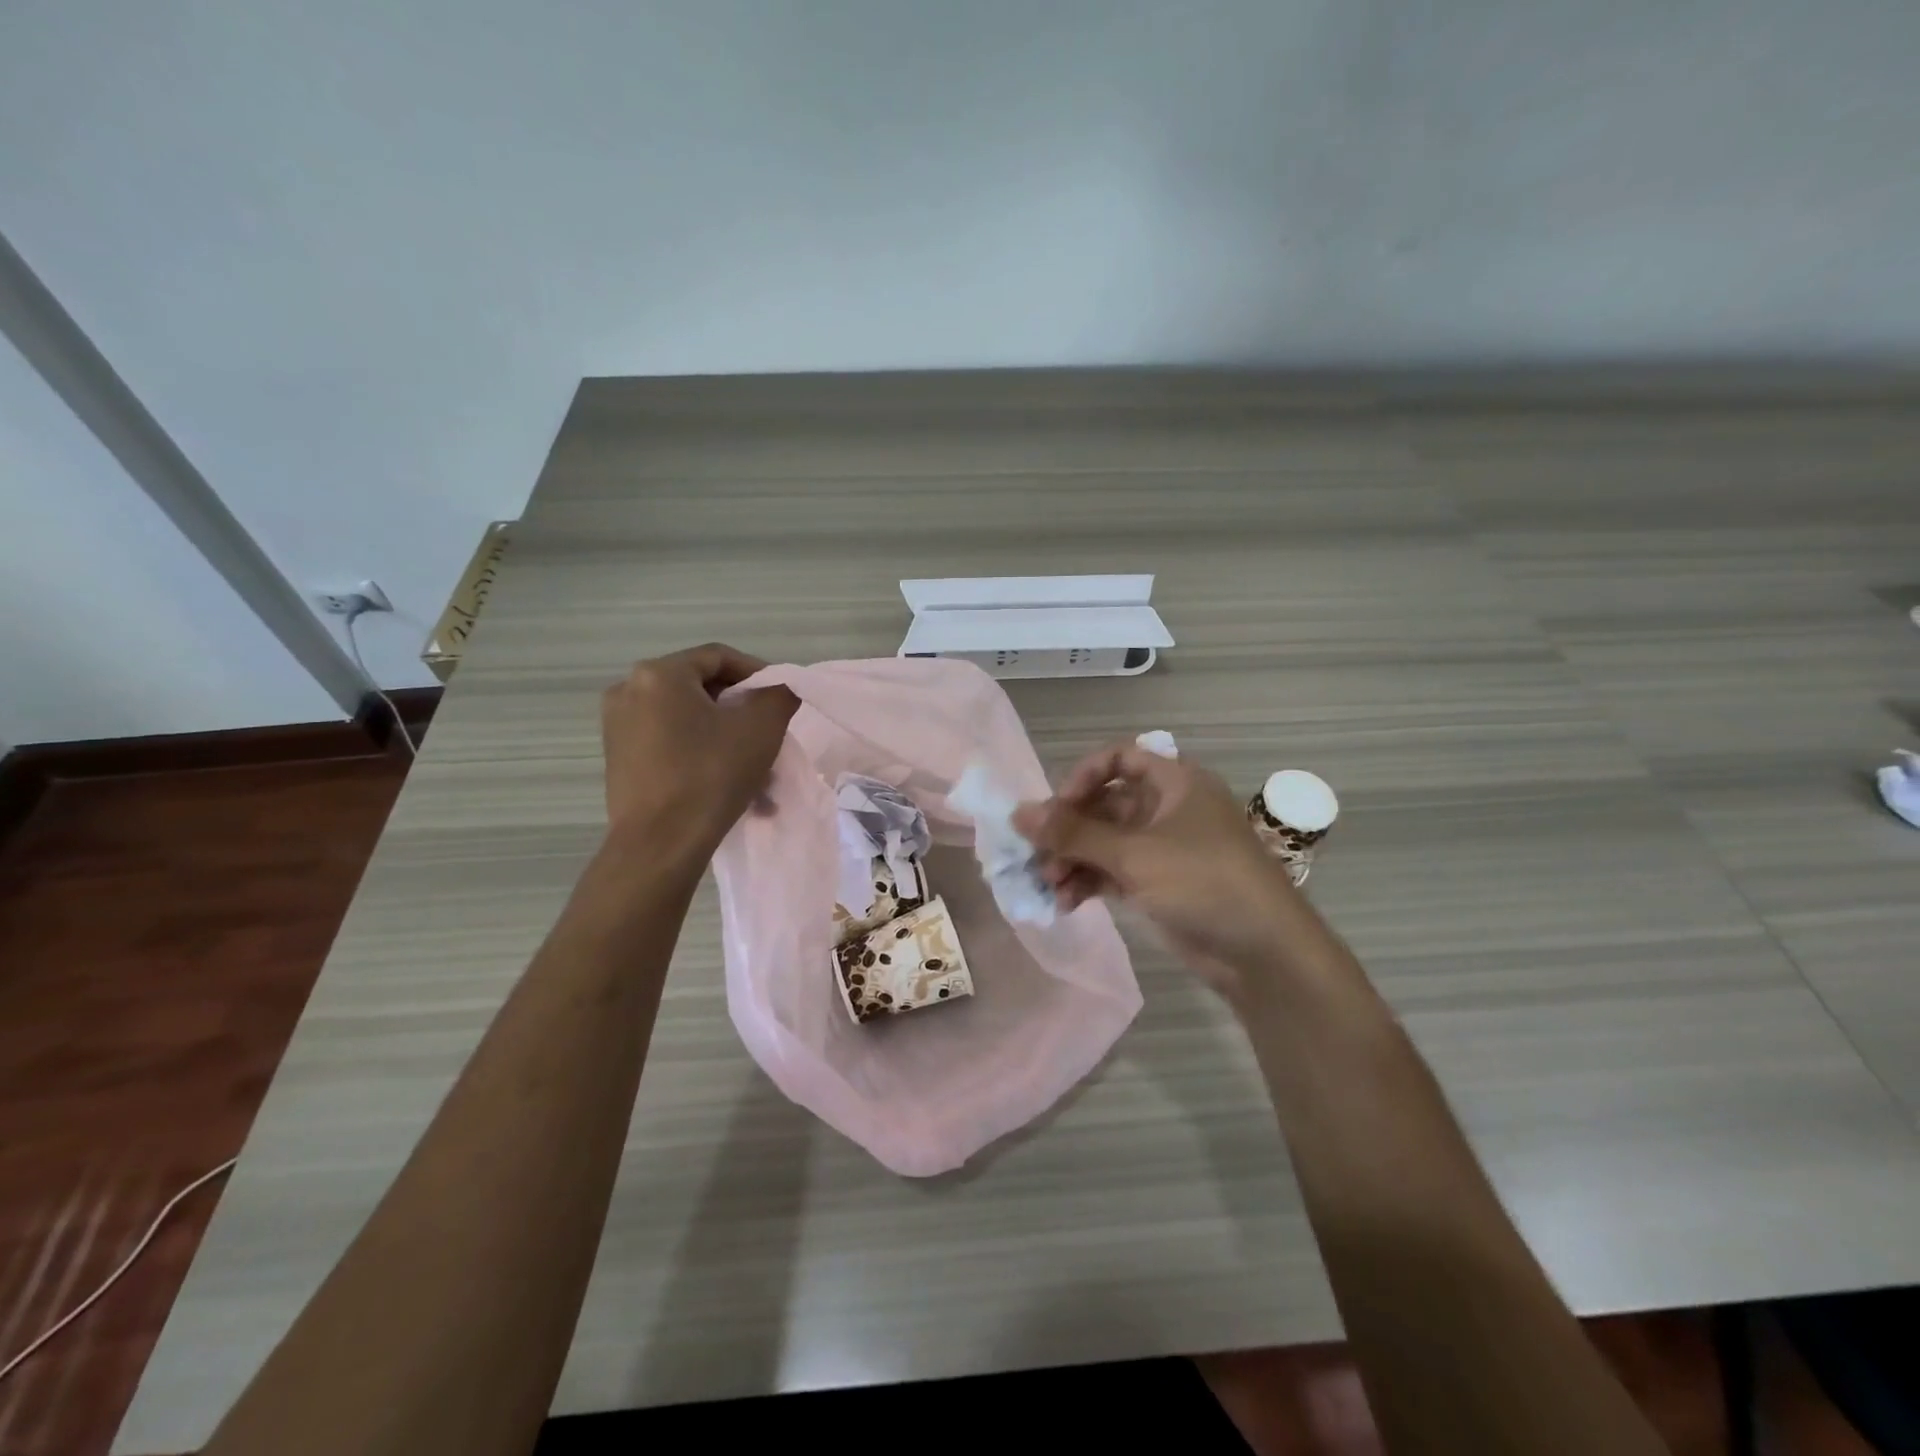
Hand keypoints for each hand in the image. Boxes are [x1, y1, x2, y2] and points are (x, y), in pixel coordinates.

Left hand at [601, 644, 798, 853]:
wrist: (659, 845)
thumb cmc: (711, 775)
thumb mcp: (761, 728)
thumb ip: (778, 695)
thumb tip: (779, 689)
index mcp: (659, 674)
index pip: (718, 657)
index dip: (757, 672)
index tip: (780, 698)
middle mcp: (629, 691)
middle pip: (701, 689)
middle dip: (741, 712)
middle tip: (770, 734)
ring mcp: (618, 727)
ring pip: (688, 721)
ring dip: (725, 738)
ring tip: (756, 771)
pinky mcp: (619, 759)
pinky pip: (670, 744)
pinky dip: (701, 755)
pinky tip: (727, 786)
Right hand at [1013, 745, 1300, 1001]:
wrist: (1263, 953)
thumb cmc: (1203, 882)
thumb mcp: (1134, 854)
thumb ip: (1073, 834)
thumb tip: (1018, 813)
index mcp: (1175, 783)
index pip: (1120, 759)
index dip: (1084, 777)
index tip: (1057, 807)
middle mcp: (1167, 809)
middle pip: (1105, 805)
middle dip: (1069, 830)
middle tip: (1037, 855)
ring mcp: (1163, 849)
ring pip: (1105, 842)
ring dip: (1073, 860)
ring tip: (1049, 885)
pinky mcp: (1158, 884)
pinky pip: (1113, 872)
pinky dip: (1089, 882)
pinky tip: (1066, 903)